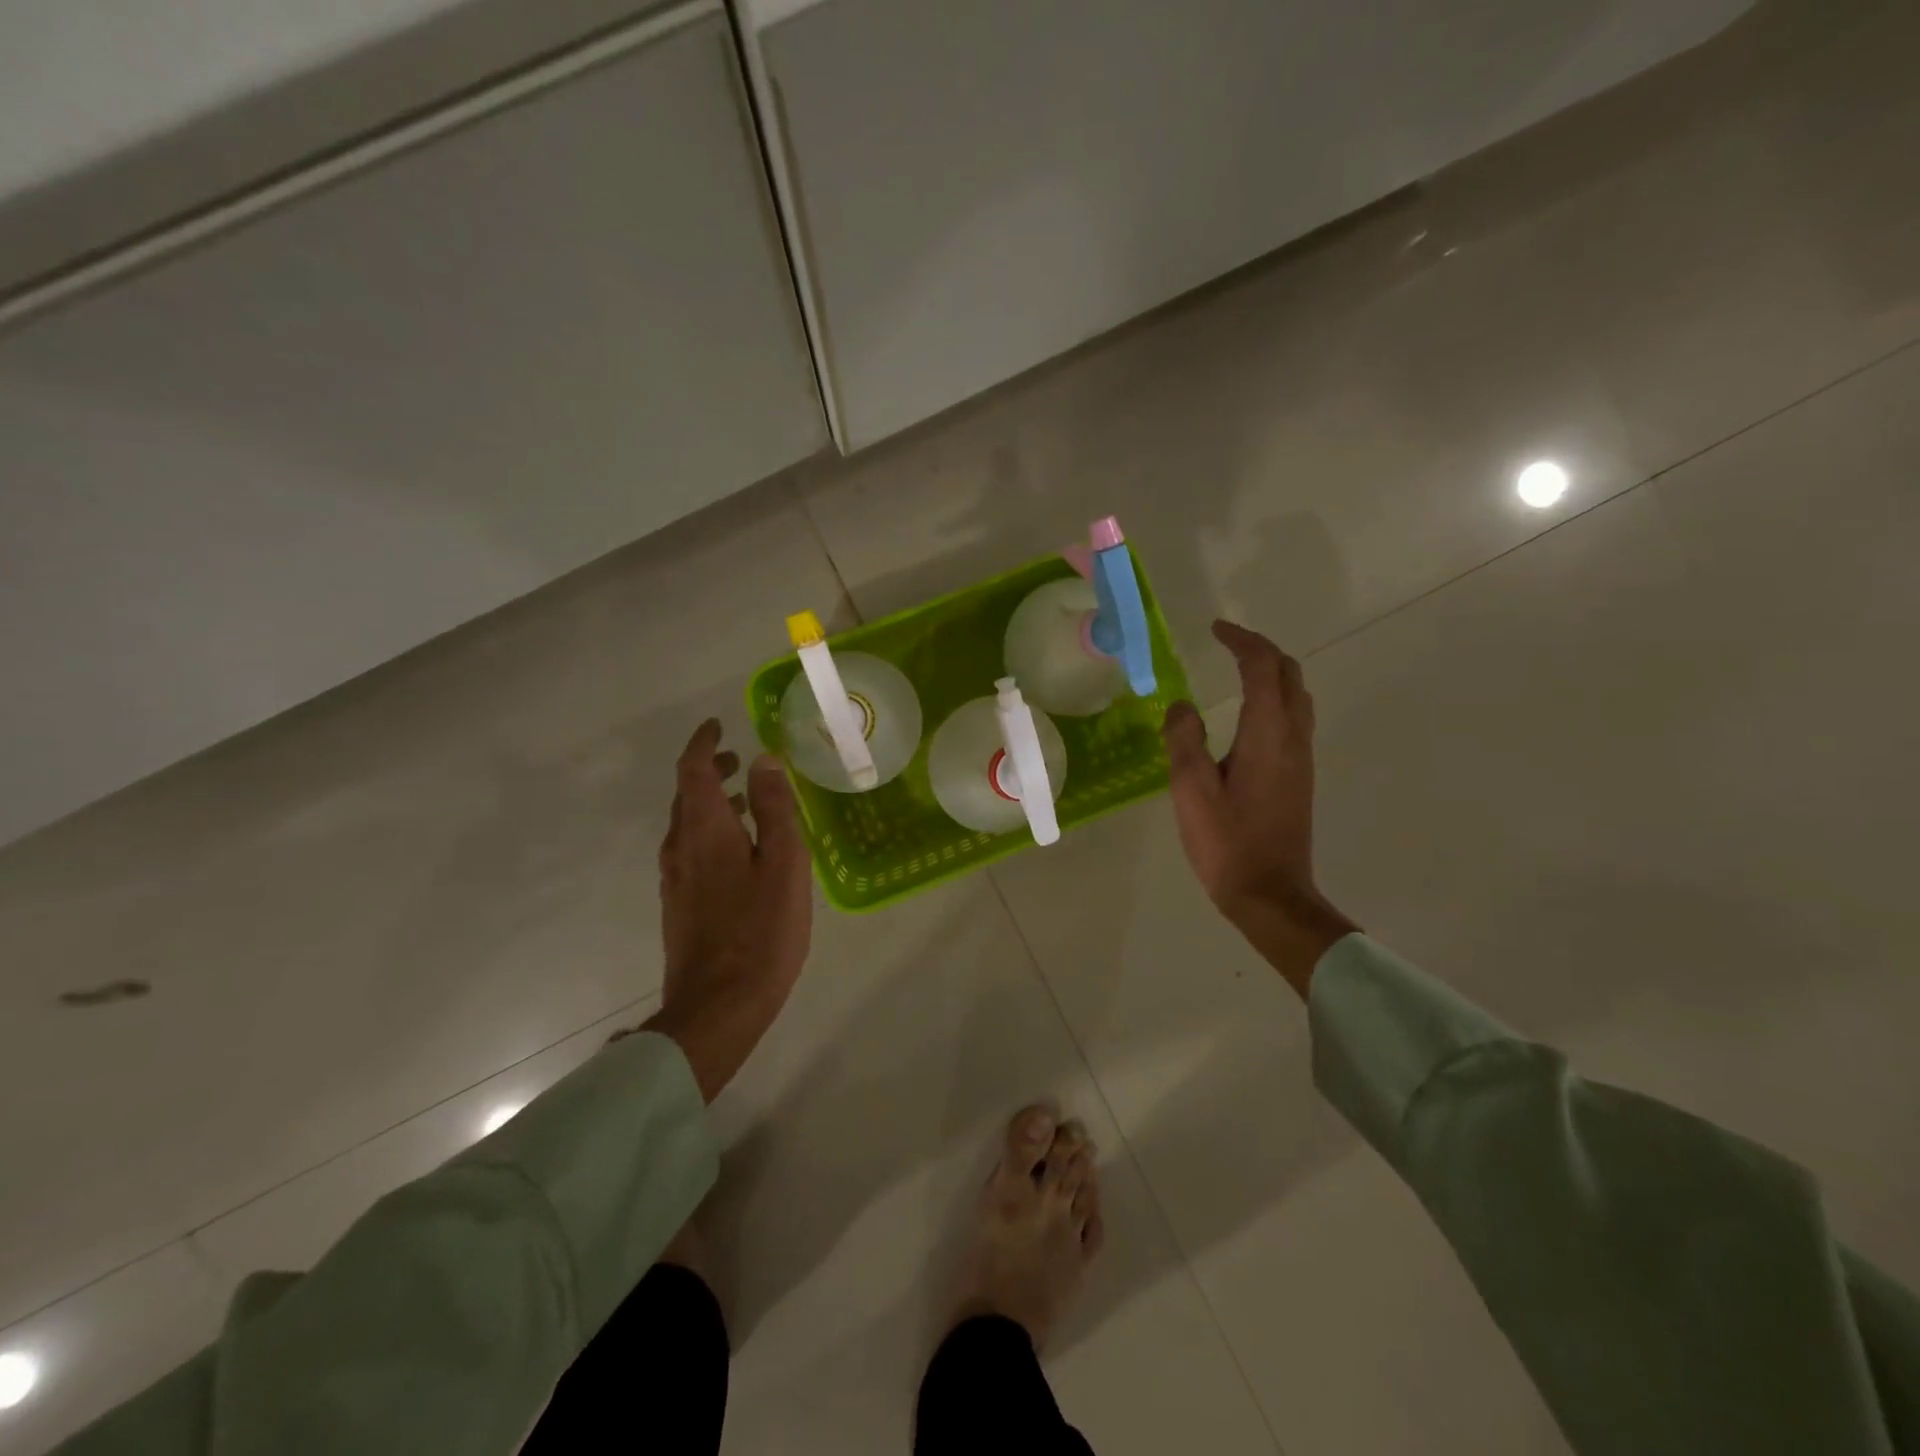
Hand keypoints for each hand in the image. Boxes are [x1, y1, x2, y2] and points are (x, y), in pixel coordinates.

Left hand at [639, 720, 812, 1099]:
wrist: (717, 1008)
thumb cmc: (761, 932)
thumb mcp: (783, 864)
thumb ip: (775, 810)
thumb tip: (764, 759)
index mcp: (705, 831)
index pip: (692, 771)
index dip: (703, 744)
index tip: (717, 725)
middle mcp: (680, 848)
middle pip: (686, 796)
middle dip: (708, 770)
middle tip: (737, 758)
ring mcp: (675, 879)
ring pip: (687, 824)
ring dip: (711, 802)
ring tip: (746, 798)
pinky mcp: (679, 905)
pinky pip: (690, 850)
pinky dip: (710, 831)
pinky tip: (738, 850)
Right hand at [1161, 621, 1357, 996]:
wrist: (1269, 893)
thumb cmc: (1226, 841)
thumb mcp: (1190, 788)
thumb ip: (1184, 738)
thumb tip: (1181, 705)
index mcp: (1267, 734)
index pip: (1263, 668)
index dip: (1241, 641)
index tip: (1215, 629)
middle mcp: (1292, 738)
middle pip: (1290, 675)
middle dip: (1261, 650)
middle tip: (1227, 644)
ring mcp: (1301, 758)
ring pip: (1297, 697)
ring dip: (1272, 673)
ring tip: (1238, 671)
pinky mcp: (1299, 777)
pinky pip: (1293, 719)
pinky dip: (1274, 698)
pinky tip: (1248, 715)